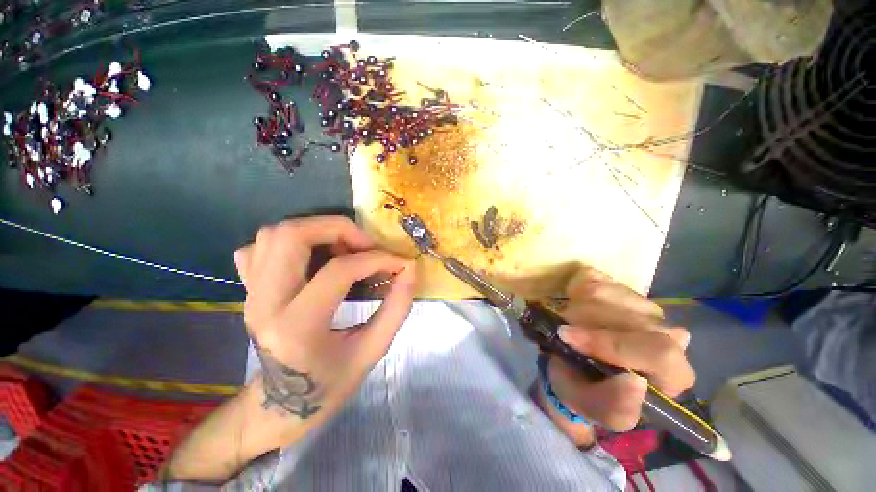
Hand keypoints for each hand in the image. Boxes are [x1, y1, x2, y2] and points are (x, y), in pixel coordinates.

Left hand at [234, 216, 415, 442]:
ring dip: (317, 231)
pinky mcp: (248, 289)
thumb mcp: (372, 351)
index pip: (339, 271)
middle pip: (291, 235)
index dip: (377, 259)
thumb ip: (397, 308)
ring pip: (274, 234)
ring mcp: (251, 293)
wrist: (279, 406)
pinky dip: (292, 242)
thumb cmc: (328, 386)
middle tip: (366, 245)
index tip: (400, 263)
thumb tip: (410, 269)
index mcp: (297, 327)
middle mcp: (265, 303)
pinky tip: (314, 258)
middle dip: (338, 229)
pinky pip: (260, 247)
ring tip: (345, 249)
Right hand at [539, 268, 693, 444]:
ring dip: (577, 307)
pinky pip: (593, 278)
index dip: (609, 342)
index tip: (568, 337)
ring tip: (570, 324)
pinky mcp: (620, 287)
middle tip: (563, 333)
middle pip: (625, 316)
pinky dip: (575, 288)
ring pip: (606, 293)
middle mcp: (667, 334)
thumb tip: (636, 383)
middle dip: (584, 323)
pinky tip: (575, 305)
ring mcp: (643, 306)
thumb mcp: (593, 409)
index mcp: (672, 374)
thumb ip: (615, 407)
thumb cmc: (586, 391)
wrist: (575, 365)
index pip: (659, 352)